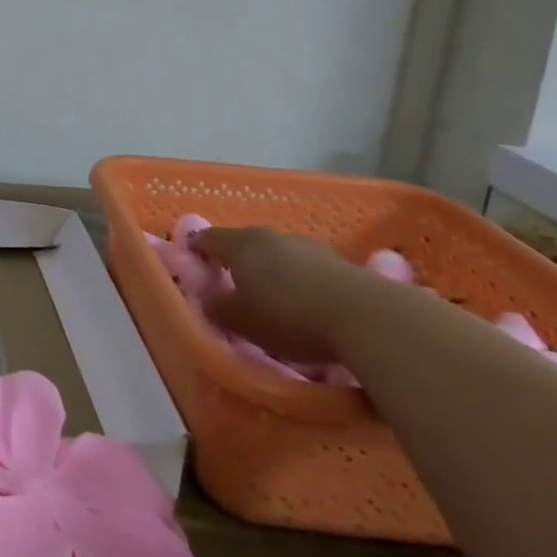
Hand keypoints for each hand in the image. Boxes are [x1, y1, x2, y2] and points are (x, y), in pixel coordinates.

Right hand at [196, 228, 396, 363]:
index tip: (191, 261)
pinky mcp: (340, 263)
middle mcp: (271, 236)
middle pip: (245, 244)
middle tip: (230, 282)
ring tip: (272, 296)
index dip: (196, 249)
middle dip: (236, 260)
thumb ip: (217, 308)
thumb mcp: (241, 321)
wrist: (365, 316)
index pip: (208, 238)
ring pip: (279, 255)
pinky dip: (300, 282)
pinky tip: (306, 304)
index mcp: (240, 244)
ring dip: (271, 270)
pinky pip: (307, 270)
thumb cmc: (288, 315)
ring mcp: (308, 246)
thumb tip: (207, 299)